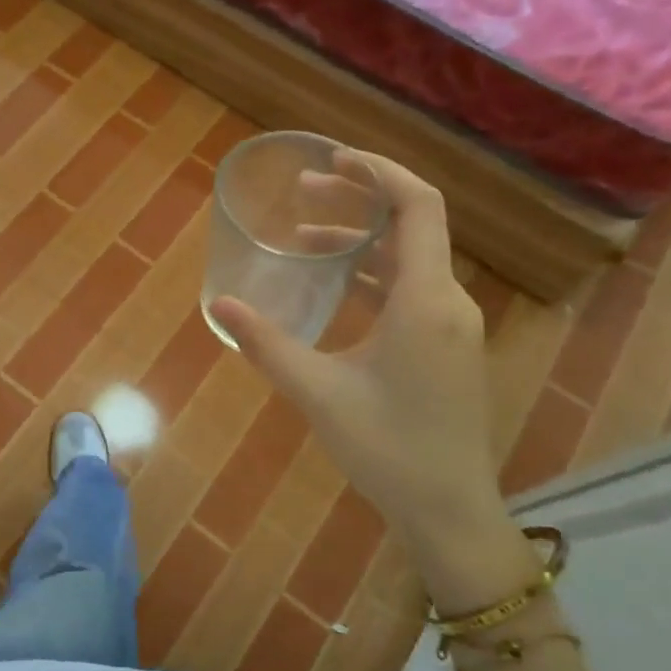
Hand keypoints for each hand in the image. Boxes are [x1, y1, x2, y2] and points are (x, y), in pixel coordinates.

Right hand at [208, 151, 538, 610]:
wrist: (450, 512)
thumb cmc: (388, 449)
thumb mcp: (319, 393)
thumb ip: (267, 345)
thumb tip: (218, 305)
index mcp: (426, 300)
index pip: (417, 206)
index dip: (379, 171)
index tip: (333, 158)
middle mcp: (448, 301)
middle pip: (410, 225)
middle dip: (357, 199)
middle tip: (302, 192)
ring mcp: (452, 325)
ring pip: (409, 259)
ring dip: (361, 239)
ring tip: (305, 235)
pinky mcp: (446, 346)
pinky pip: (412, 289)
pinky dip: (374, 273)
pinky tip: (336, 284)